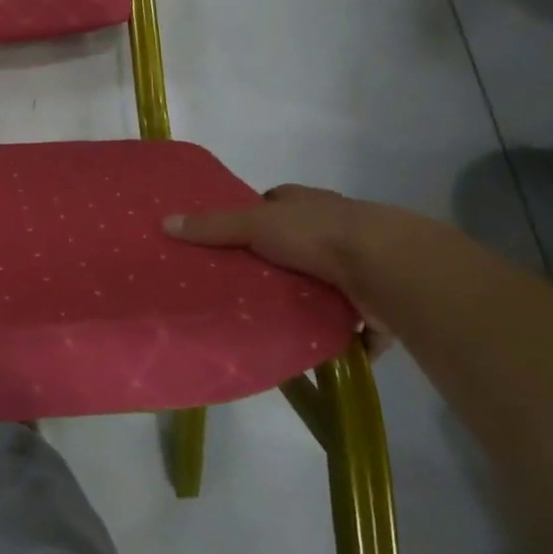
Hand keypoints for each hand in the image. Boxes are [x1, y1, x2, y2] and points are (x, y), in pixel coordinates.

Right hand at [165, 185, 391, 345]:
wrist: (387, 266)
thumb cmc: (317, 234)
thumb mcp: (255, 224)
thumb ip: (213, 227)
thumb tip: (165, 222)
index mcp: (306, 204)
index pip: (275, 205)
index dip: (254, 218)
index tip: (230, 240)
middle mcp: (335, 228)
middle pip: (299, 244)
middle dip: (278, 263)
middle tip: (243, 286)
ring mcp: (360, 265)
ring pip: (326, 282)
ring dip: (310, 298)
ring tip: (273, 321)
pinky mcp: (376, 303)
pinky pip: (353, 323)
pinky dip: (342, 335)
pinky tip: (319, 349)